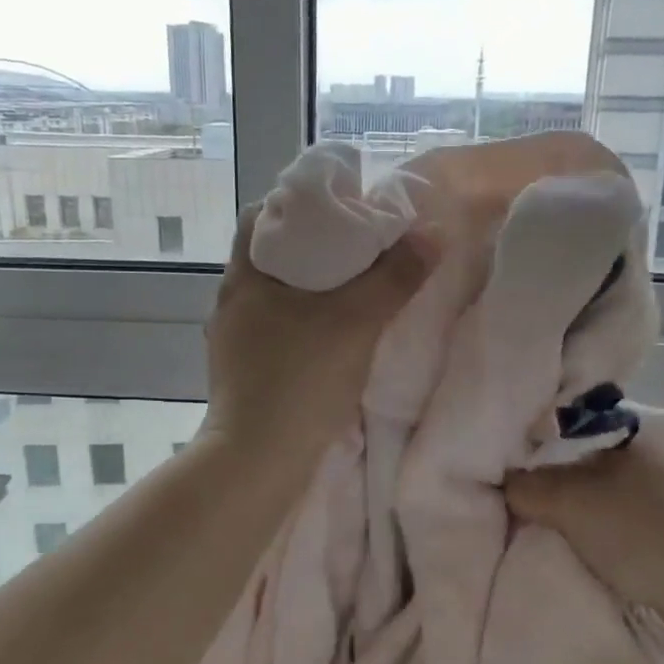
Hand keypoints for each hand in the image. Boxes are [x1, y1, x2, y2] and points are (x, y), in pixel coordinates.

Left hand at [199, 204, 433, 467]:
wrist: (258, 461)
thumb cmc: (300, 381)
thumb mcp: (355, 323)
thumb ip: (394, 278)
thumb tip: (432, 233)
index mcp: (245, 276)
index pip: (261, 215)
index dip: (298, 202)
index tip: (338, 205)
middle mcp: (231, 301)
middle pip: (271, 253)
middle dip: (312, 244)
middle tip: (358, 244)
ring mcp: (233, 339)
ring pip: (275, 293)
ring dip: (309, 284)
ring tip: (352, 284)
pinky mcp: (243, 369)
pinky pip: (276, 326)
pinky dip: (303, 318)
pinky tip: (332, 331)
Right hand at [504, 413, 663, 636]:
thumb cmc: (638, 531)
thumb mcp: (567, 503)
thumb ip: (525, 486)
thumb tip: (507, 483)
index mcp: (645, 419)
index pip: (577, 415)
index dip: (541, 437)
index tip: (519, 463)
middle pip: (595, 447)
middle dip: (563, 469)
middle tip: (533, 491)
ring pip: (615, 477)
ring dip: (587, 495)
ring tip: (559, 516)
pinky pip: (634, 502)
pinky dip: (611, 514)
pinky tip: (597, 535)